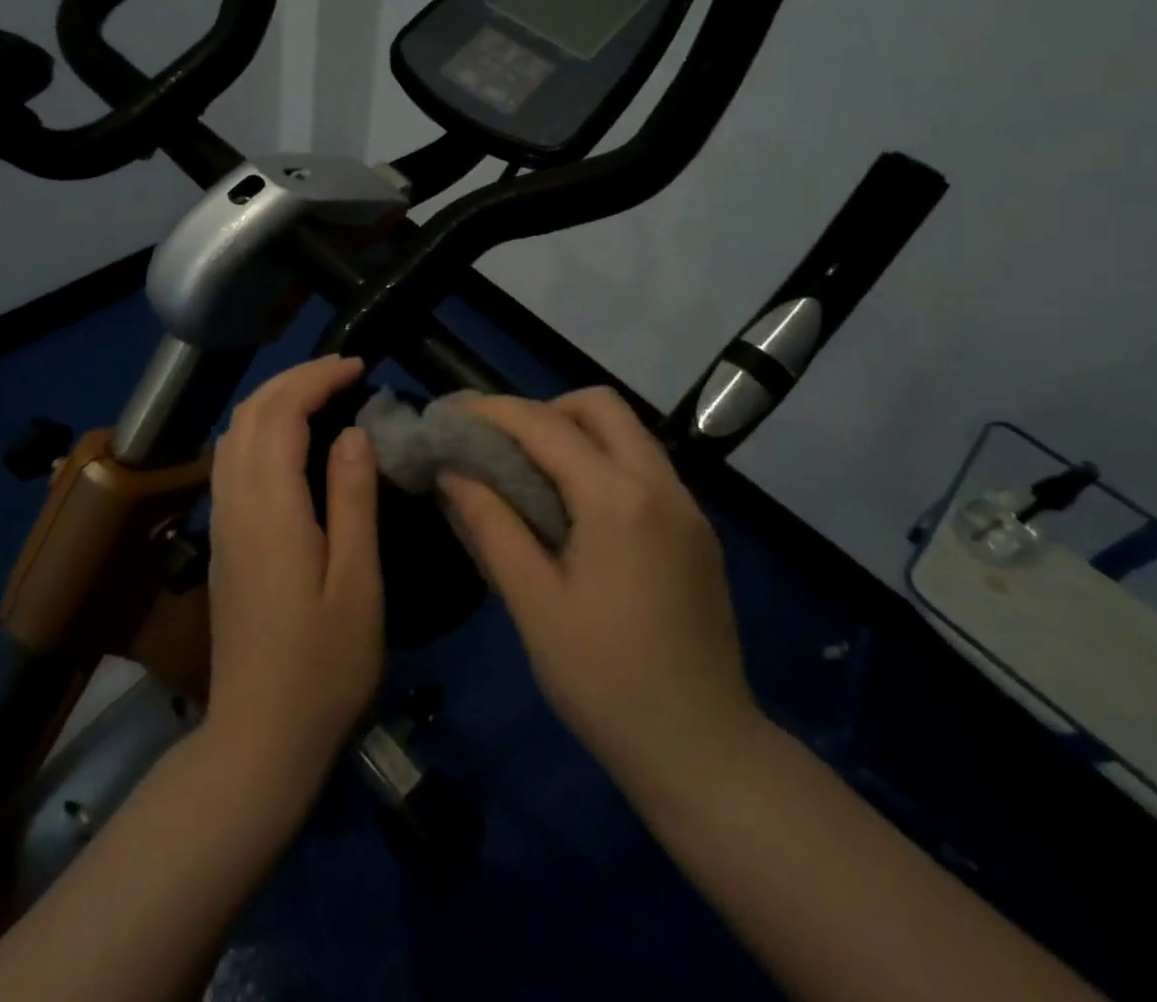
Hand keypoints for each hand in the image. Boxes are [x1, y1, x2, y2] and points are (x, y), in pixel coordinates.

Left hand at [203, 354, 384, 789]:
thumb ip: (353, 501)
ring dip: (273, 399)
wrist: (258, 740)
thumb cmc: (324, 668)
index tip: (359, 367)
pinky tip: (293, 441)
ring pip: (233, 434)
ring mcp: (222, 524)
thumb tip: (354, 432)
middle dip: (293, 378)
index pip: (281, 414)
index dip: (316, 378)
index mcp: (271, 511)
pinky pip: (231, 460)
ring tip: (322, 394)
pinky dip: (261, 428)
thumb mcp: (358, 584)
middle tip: (344, 372)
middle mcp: (235, 505)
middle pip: (248, 414)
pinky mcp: (222, 542)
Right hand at [439, 387, 767, 799]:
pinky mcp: (698, 531)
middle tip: (504, 446)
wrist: (703, 750)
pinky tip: (577, 511)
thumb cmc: (605, 681)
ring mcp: (688, 507)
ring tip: (532, 474)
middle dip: (545, 410)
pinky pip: (644, 468)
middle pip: (601, 406)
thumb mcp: (534, 604)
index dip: (495, 411)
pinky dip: (603, 463)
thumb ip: (492, 526)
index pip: (547, 425)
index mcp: (618, 499)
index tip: (455, 415)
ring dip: (576, 434)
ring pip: (628, 433)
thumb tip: (453, 473)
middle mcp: (661, 485)